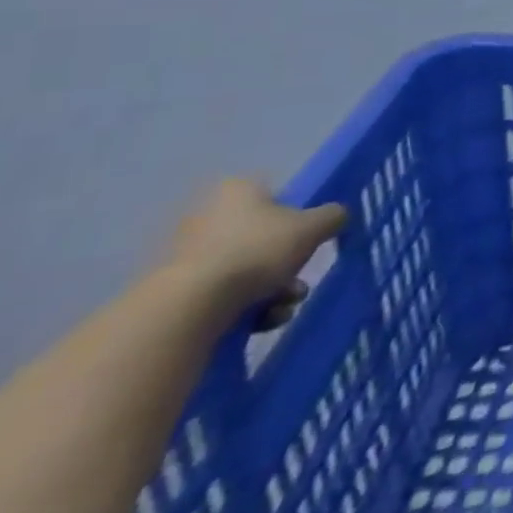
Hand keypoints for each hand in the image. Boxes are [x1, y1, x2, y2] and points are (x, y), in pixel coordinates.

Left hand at [162, 180, 347, 325]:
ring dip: (272, 290)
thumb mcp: (314, 226)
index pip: (275, 195)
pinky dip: (245, 307)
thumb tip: (336, 217)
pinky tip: (260, 321)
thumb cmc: (258, 250)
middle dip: (286, 264)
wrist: (190, 306)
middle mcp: (208, 216)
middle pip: (262, 237)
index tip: (307, 238)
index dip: (296, 216)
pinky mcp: (175, 291)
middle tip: (298, 283)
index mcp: (238, 191)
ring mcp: (187, 255)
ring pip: (246, 269)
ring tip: (282, 309)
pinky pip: (222, 294)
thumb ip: (333, 216)